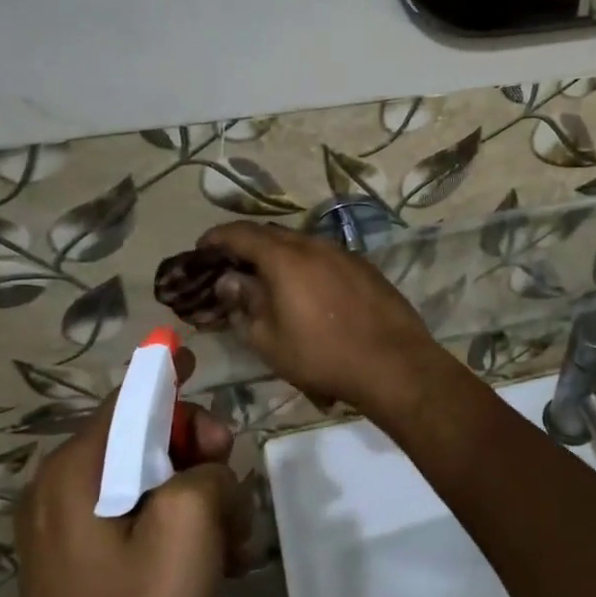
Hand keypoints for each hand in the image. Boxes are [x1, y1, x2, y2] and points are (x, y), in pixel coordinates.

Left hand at [5, 350, 249, 596]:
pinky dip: (175, 524)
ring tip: (228, 543)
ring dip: (197, 496)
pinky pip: (136, 514)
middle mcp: (62, 487)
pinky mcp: (79, 558)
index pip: (131, 396)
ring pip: (149, 477)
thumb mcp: (192, 527)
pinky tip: (208, 561)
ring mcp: (66, 526)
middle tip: (231, 491)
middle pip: (145, 435)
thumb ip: (208, 471)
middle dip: (198, 451)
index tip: (197, 359)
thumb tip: (205, 469)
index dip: (169, 374)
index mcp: (79, 470)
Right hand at [198, 222, 444, 412]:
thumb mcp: (269, 339)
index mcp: (286, 257)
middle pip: (273, 235)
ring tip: (267, 280)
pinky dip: (306, 266)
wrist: (394, 363)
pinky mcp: (366, 269)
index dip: (216, 239)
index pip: (241, 233)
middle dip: (247, 246)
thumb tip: (230, 281)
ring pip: (302, 245)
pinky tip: (306, 290)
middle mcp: (316, 245)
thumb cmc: (323, 355)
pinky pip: (326, 258)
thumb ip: (245, 303)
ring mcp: (346, 254)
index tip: (201, 250)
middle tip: (231, 268)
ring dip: (279, 256)